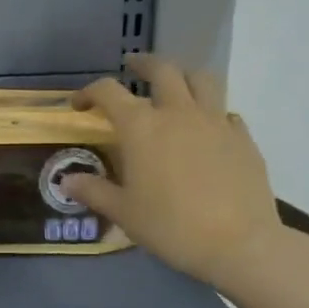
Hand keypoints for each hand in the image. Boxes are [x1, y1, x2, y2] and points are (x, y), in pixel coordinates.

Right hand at [64, 54, 286, 291]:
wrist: (239, 243)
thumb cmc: (170, 226)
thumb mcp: (123, 212)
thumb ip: (93, 191)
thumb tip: (66, 181)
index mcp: (141, 127)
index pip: (108, 92)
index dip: (89, 92)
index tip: (80, 104)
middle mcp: (178, 113)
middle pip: (162, 70)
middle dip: (143, 64)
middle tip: (131, 67)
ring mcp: (215, 122)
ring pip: (201, 79)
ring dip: (183, 75)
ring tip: (174, 85)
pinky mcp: (243, 138)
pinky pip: (225, 112)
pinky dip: (211, 111)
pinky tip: (206, 129)